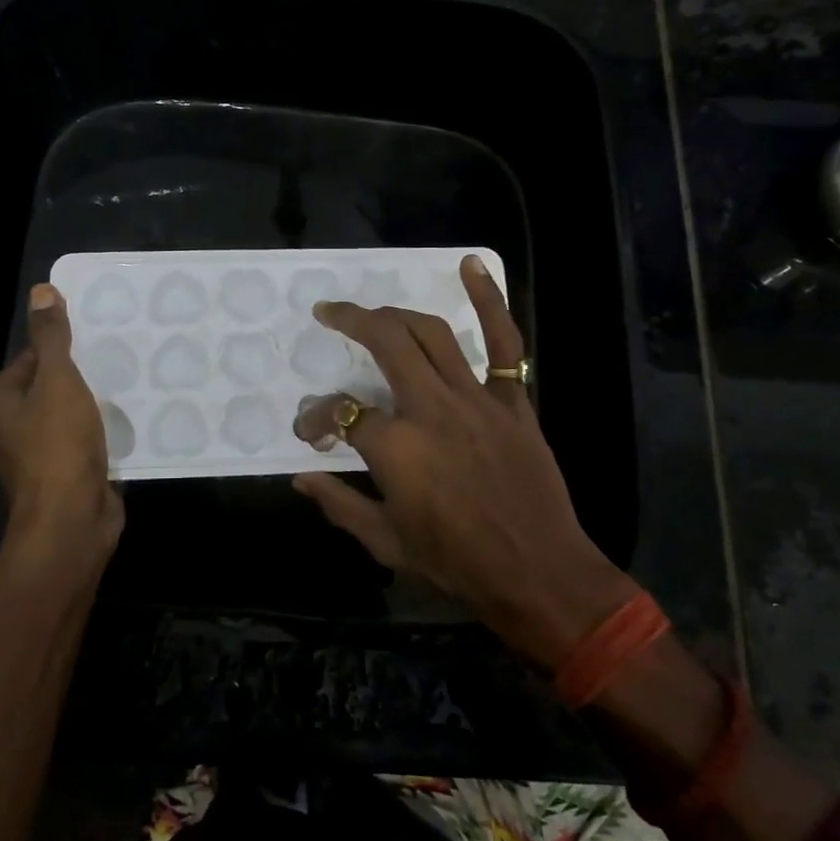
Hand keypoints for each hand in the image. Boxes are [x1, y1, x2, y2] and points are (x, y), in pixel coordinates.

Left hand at [0, 284, 123, 569]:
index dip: (63, 343)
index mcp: (3, 400)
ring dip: (100, 401)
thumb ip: (52, 338)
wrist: (71, 521)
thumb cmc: (58, 446)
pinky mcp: (71, 472)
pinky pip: (90, 439)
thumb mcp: (57, 381)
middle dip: (85, 371)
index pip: (32, 356)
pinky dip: (109, 429)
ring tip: (136, 378)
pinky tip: (137, 417)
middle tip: (125, 351)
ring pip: (74, 413)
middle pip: (54, 384)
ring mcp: (44, 452)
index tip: (100, 332)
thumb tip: (41, 291)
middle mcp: (16, 424)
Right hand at [292, 256, 635, 666]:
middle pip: (385, 344)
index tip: (311, 431)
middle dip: (350, 322)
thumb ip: (339, 504)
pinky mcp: (512, 402)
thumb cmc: (456, 564)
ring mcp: (476, 400)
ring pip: (431, 334)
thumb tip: (301, 477)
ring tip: (373, 310)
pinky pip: (504, 343)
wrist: (537, 574)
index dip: (318, 419)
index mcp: (396, 449)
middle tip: (328, 313)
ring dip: (396, 314)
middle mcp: (431, 409)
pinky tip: (471, 266)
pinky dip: (490, 301)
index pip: (342, 414)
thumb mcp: (386, 543)